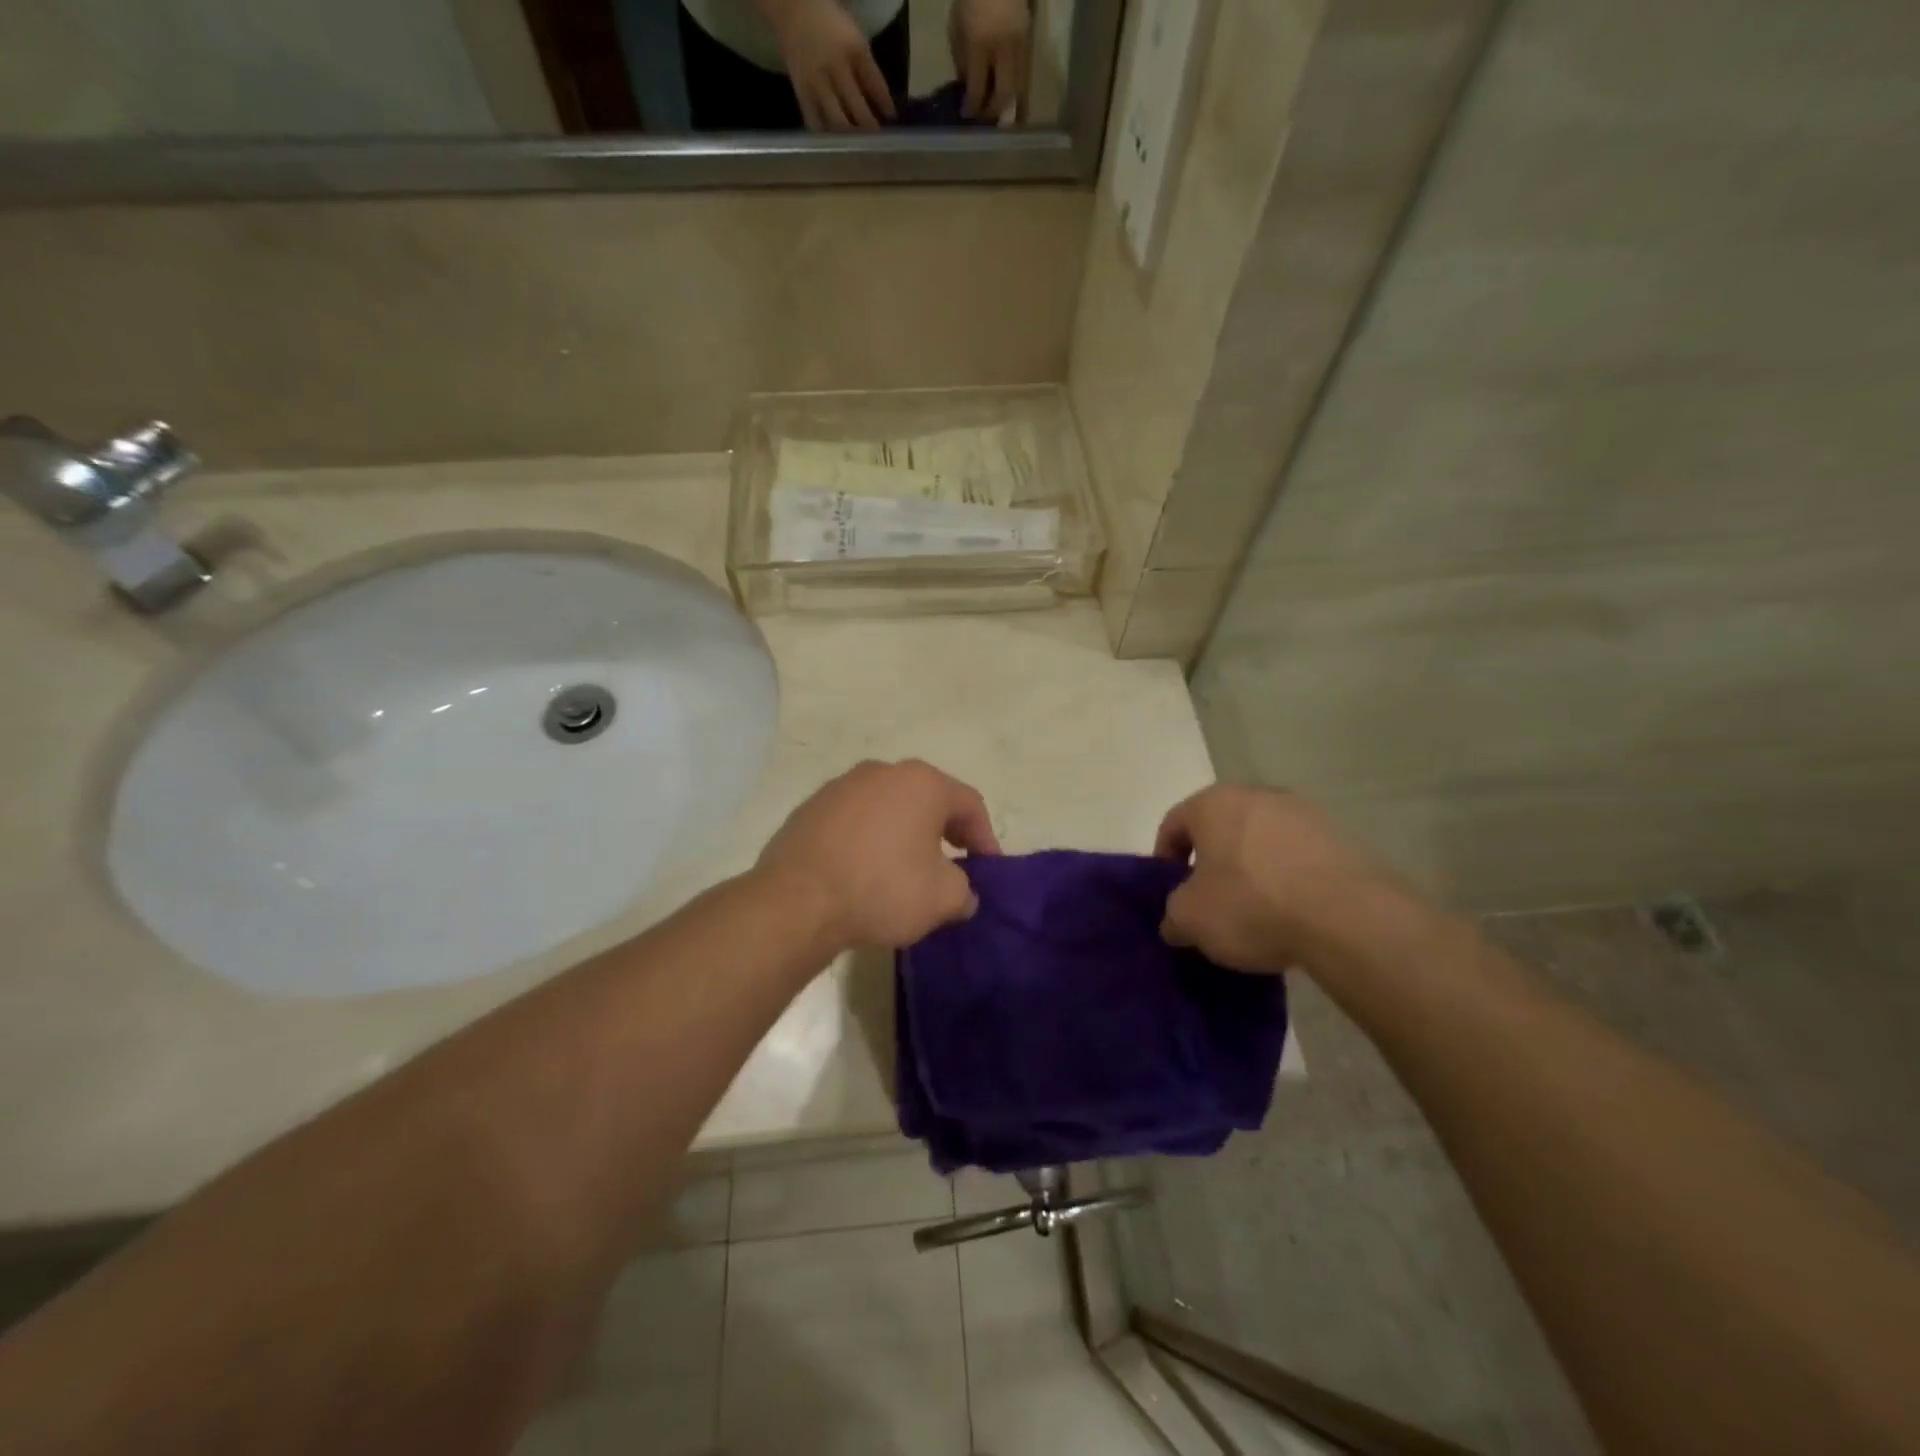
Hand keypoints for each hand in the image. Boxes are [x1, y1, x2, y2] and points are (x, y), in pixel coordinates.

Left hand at [757, 759, 999, 947]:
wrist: (796, 900)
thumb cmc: (881, 889)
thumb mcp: (942, 898)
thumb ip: (964, 891)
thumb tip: (961, 893)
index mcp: (922, 783)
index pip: (970, 804)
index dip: (985, 837)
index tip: (987, 870)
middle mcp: (882, 771)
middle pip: (927, 799)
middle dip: (944, 832)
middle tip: (952, 865)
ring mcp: (841, 786)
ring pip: (888, 807)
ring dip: (903, 833)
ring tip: (904, 870)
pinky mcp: (810, 808)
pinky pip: (854, 821)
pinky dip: (868, 840)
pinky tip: (863, 871)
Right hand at [766, 0, 896, 129]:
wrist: (794, 10)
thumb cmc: (831, 26)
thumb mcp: (855, 40)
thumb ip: (868, 71)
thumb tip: (883, 107)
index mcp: (854, 49)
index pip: (876, 85)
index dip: (886, 106)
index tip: (892, 120)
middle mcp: (836, 67)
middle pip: (858, 109)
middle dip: (869, 128)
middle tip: (876, 140)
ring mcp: (817, 82)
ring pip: (838, 122)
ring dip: (850, 137)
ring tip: (857, 144)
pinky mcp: (802, 92)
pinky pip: (816, 123)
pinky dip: (827, 136)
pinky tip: (834, 141)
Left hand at [949, 0, 1028, 120]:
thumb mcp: (957, 28)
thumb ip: (962, 60)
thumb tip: (967, 88)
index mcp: (981, 43)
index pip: (977, 89)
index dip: (971, 107)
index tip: (966, 115)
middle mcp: (1004, 48)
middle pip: (1003, 95)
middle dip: (992, 111)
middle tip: (983, 115)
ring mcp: (1020, 44)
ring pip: (1019, 88)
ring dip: (1007, 102)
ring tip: (995, 106)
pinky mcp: (1029, 40)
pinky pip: (1024, 74)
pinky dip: (1015, 87)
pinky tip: (1005, 88)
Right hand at [1154, 785, 1406, 972]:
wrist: (1348, 918)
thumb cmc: (1251, 905)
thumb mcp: (1191, 919)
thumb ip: (1173, 915)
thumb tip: (1176, 921)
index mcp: (1213, 803)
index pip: (1173, 824)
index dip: (1165, 860)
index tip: (1172, 893)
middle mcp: (1257, 795)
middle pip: (1220, 827)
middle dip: (1212, 861)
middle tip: (1211, 901)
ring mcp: (1304, 812)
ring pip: (1261, 840)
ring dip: (1252, 867)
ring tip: (1257, 911)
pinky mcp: (1341, 836)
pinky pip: (1298, 855)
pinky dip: (1289, 877)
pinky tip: (1293, 912)